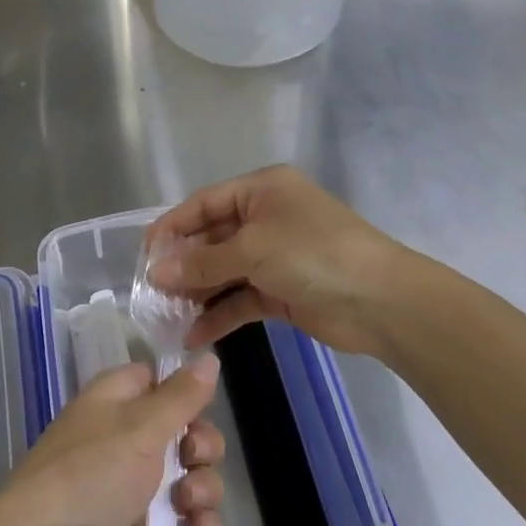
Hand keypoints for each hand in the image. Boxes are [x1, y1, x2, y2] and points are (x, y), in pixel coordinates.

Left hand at [0, 357, 225, 525]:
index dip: (186, 391)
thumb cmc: (91, 472)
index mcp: (119, 399)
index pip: (160, 380)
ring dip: (204, 490)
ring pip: (192, 476)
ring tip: (188, 506)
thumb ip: (180, 396)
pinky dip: (199, 525)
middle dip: (203, 447)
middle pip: (187, 430)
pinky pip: (187, 519)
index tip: (202, 406)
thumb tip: (210, 357)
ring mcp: (137, 483)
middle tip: (192, 459)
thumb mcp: (140, 427)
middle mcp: (129, 436)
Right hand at [147, 165, 405, 352]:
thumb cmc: (313, 255)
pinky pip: (240, 298)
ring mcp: (274, 256)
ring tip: (165, 315)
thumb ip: (202, 263)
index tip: (143, 254)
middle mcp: (265, 218)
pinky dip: (219, 314)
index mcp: (261, 191)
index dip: (172, 227)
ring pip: (223, 271)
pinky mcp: (281, 290)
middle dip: (182, 265)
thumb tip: (156, 272)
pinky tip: (194, 334)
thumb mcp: (252, 251)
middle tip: (151, 291)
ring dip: (197, 292)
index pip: (203, 204)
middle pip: (211, 239)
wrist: (382, 302)